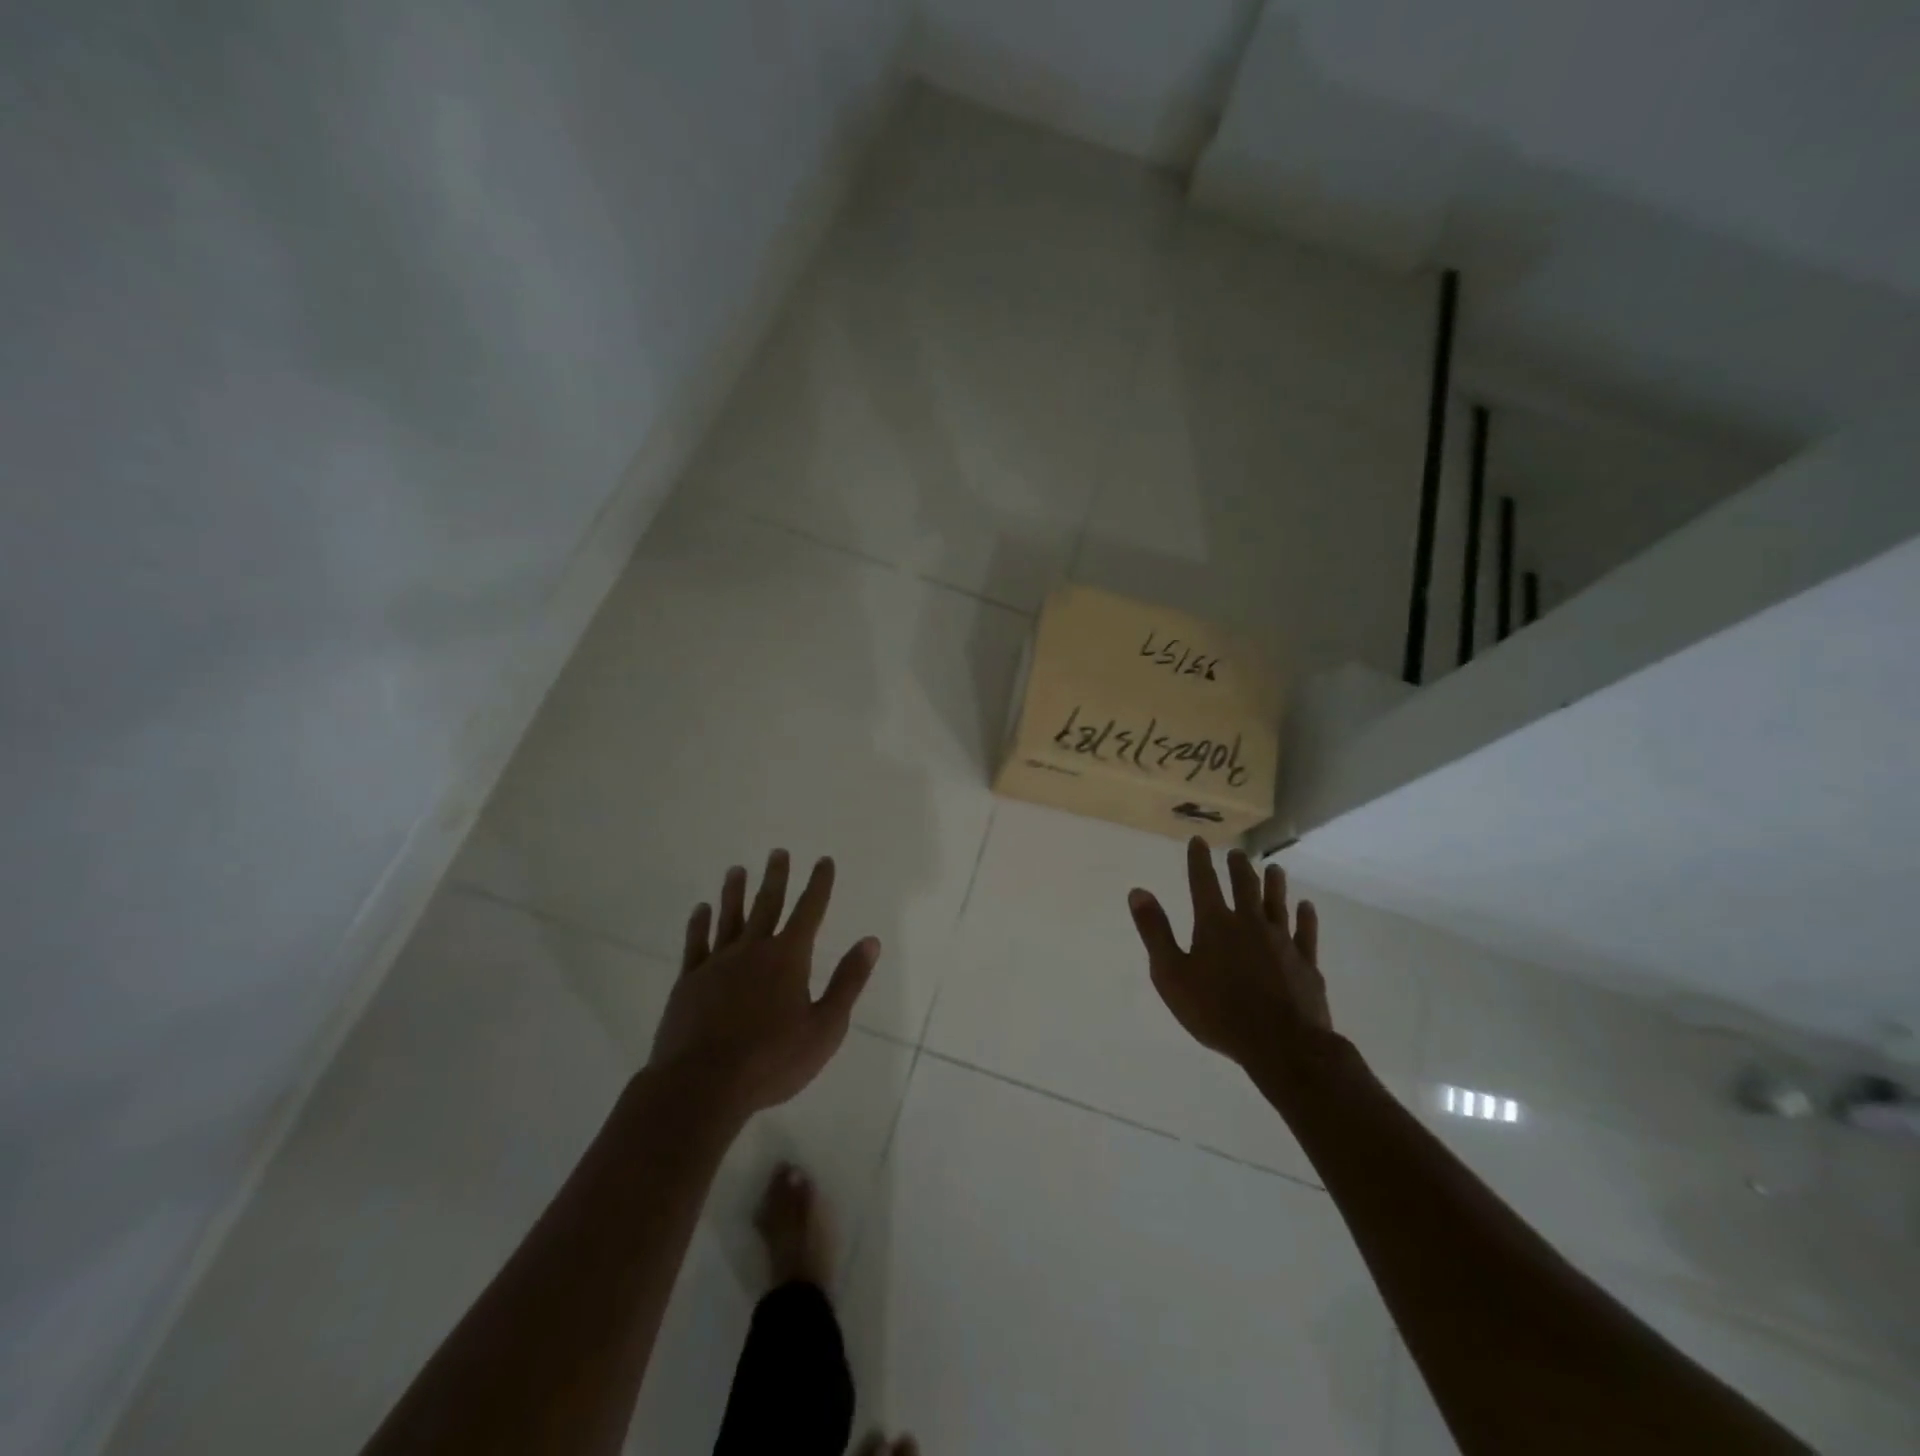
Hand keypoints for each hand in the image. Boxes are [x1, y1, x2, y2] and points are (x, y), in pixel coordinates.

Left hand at [649, 850, 879, 1122]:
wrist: (702, 1086)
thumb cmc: (772, 1061)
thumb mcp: (825, 1027)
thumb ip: (847, 982)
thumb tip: (870, 941)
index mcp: (788, 958)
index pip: (809, 911)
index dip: (819, 884)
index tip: (824, 860)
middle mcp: (753, 950)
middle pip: (767, 904)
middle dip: (776, 877)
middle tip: (778, 852)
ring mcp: (717, 964)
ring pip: (729, 917)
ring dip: (735, 892)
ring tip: (737, 870)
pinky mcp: (689, 982)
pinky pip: (696, 943)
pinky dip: (699, 923)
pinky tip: (701, 909)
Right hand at [1127, 838, 1330, 1066]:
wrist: (1281, 1045)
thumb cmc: (1217, 1012)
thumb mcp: (1171, 974)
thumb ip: (1155, 931)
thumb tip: (1138, 892)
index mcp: (1215, 925)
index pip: (1204, 883)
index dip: (1199, 861)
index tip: (1199, 841)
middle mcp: (1249, 924)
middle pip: (1244, 887)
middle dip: (1238, 868)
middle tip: (1236, 854)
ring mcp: (1281, 942)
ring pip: (1277, 904)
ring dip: (1274, 885)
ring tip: (1274, 869)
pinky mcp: (1305, 963)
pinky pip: (1305, 932)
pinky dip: (1305, 917)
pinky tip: (1306, 907)